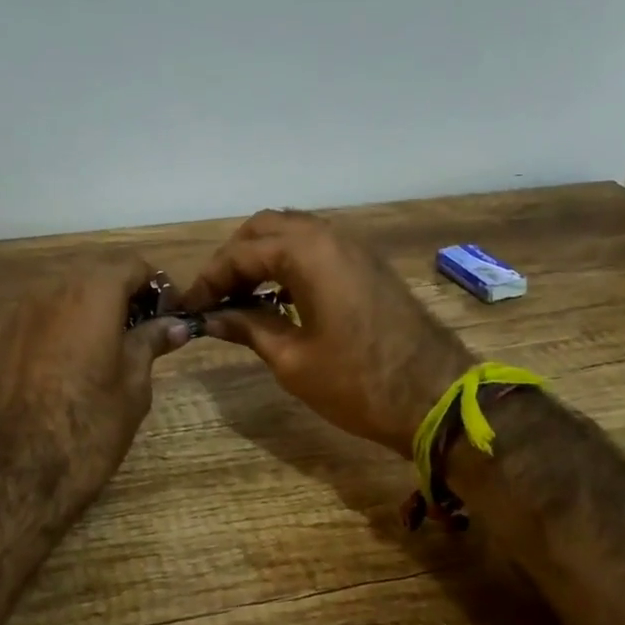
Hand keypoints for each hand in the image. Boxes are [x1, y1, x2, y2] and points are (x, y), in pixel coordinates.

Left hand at [0, 253, 190, 510]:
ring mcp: (22, 312)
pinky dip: (68, 324)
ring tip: (114, 347)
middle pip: (97, 275)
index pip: (133, 266)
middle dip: (126, 295)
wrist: (15, 472)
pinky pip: (46, 315)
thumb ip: (151, 343)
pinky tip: (79, 360)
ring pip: (68, 294)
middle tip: (147, 331)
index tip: (171, 316)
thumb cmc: (89, 425)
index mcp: (92, 292)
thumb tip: (173, 325)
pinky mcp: (4, 338)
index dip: (158, 287)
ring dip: (95, 308)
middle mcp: (52, 289)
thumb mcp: (133, 385)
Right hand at [180, 210, 472, 455]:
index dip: (208, 279)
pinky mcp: (367, 265)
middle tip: (215, 296)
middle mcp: (330, 236)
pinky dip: (289, 262)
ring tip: (240, 296)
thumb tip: (212, 317)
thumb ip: (248, 327)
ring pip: (293, 232)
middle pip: (265, 227)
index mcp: (307, 253)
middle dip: (234, 258)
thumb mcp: (291, 359)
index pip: (241, 253)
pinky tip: (277, 297)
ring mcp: (354, 248)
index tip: (188, 306)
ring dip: (262, 256)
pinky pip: (317, 247)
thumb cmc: (357, 383)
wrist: (435, 397)